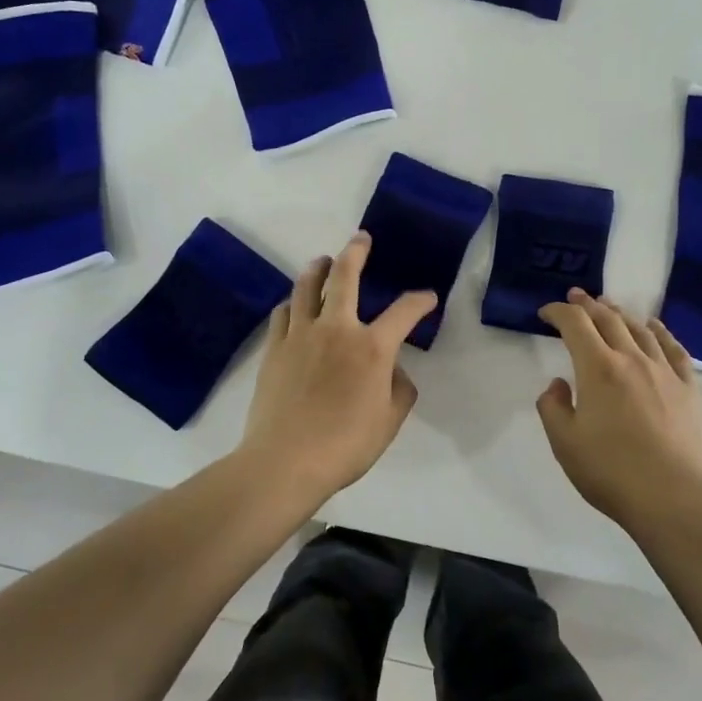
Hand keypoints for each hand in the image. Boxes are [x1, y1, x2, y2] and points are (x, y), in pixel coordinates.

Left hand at [239, 231, 437, 499]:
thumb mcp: (390, 421)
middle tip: (361, 239)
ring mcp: (300, 335)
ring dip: (317, 268)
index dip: (420, 301)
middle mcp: (336, 329)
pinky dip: (293, 303)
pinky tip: (295, 306)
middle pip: (345, 277)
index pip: (404, 312)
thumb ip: (400, 389)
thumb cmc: (345, 445)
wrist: (285, 461)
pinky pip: (283, 313)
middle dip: (356, 252)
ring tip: (323, 261)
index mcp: (372, 347)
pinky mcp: (274, 348)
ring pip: (306, 287)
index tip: (427, 298)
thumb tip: (393, 370)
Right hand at [536, 290, 701, 532]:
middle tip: (576, 296)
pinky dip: (661, 332)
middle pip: (608, 319)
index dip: (558, 312)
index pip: (575, 324)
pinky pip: (674, 349)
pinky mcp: (688, 388)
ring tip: (609, 308)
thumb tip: (558, 384)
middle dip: (588, 304)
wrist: (672, 496)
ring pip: (640, 329)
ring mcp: (664, 371)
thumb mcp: (564, 443)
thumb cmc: (610, 471)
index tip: (546, 313)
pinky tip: (655, 327)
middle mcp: (631, 359)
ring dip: (620, 313)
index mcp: (597, 368)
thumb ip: (552, 407)